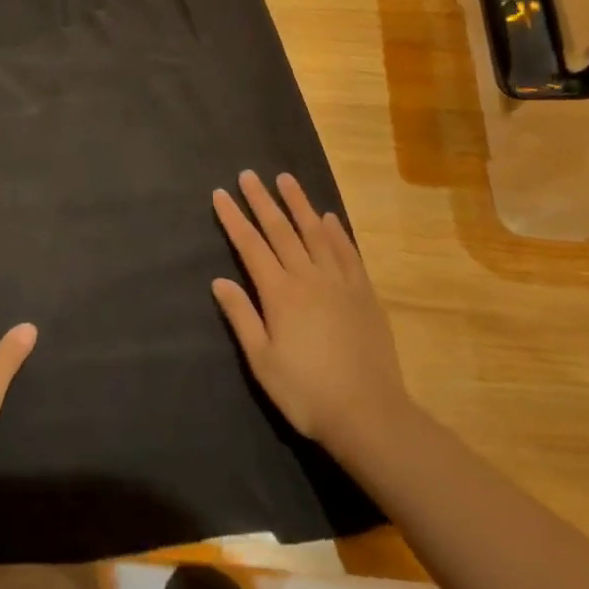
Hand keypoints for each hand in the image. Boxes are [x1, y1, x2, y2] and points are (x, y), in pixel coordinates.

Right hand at [211, 171, 405, 461]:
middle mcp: (309, 277)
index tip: (221, 194)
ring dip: (300, 204)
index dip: (233, 218)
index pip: (250, 246)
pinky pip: (348, 252)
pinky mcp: (364, 293)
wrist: (369, 414)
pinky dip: (337, 232)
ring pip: (316, 233)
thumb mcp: (263, 361)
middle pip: (281, 230)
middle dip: (262, 201)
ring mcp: (340, 282)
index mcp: (280, 293)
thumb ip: (242, 317)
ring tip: (286, 179)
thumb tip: (219, 281)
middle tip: (249, 174)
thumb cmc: (306, 392)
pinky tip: (330, 218)